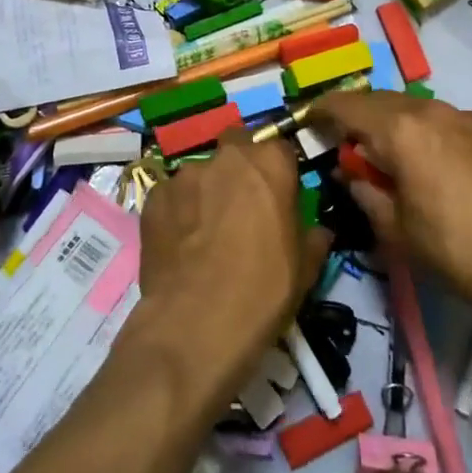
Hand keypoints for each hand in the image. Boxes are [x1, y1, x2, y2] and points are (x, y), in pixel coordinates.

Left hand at [135, 128, 330, 404]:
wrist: (195, 326)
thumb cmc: (262, 293)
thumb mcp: (304, 270)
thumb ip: (312, 238)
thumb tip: (318, 231)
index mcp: (269, 164)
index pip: (279, 149)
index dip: (280, 171)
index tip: (279, 195)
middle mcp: (226, 158)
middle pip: (236, 146)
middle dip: (240, 167)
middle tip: (241, 204)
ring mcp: (184, 175)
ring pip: (201, 172)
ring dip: (206, 191)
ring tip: (204, 231)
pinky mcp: (153, 197)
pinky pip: (172, 196)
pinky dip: (178, 211)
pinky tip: (180, 244)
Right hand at [310, 90, 471, 318]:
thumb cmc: (453, 249)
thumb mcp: (394, 228)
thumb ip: (364, 190)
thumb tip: (351, 173)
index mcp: (400, 130)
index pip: (348, 106)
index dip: (323, 110)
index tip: (310, 119)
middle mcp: (432, 110)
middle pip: (383, 101)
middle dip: (360, 116)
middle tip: (349, 142)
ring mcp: (468, 118)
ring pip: (418, 108)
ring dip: (397, 123)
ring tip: (394, 153)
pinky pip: (449, 122)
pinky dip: (431, 133)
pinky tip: (438, 164)